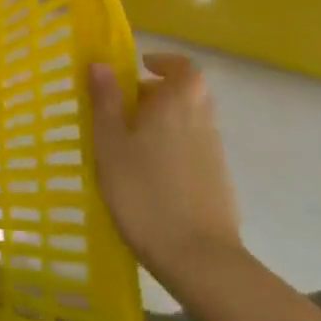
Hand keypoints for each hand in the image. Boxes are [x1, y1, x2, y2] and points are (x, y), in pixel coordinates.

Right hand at [90, 52, 243, 290]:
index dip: (164, 63)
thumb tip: (101, 63)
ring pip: (190, 122)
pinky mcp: (218, 183)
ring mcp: (214, 154)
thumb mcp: (110, 142)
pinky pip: (194, 149)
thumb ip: (105, 100)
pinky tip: (148, 175)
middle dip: (158, 93)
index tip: (141, 67)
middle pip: (188, 94)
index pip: (184, 68)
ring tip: (129, 143)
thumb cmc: (143, 190)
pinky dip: (173, 148)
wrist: (197, 258)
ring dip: (164, 122)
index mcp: (177, 104)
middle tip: (125, 107)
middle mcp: (202, 122)